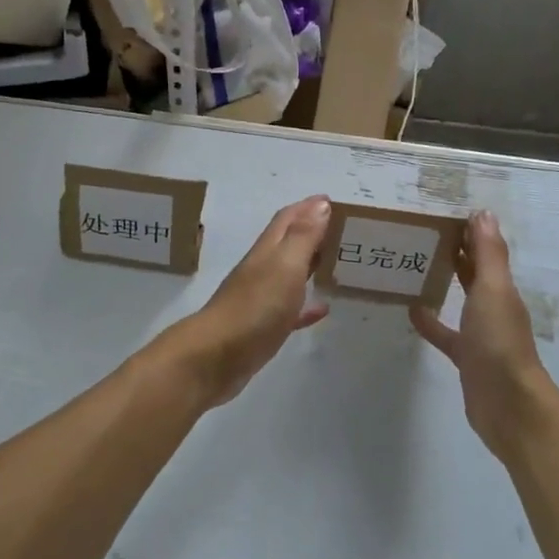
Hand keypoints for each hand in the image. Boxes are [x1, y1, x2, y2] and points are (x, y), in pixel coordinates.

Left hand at [158, 196, 331, 409]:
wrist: (216, 358)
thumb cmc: (255, 306)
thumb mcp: (285, 265)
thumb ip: (303, 236)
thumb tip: (320, 204)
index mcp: (268, 250)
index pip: (288, 219)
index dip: (309, 207)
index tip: (332, 201)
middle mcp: (263, 269)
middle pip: (289, 243)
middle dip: (313, 232)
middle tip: (342, 230)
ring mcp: (261, 299)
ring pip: (290, 275)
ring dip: (311, 265)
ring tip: (337, 264)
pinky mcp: (263, 328)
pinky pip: (290, 310)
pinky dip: (306, 305)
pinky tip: (322, 309)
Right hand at [410, 211, 556, 459]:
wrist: (508, 406)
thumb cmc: (499, 341)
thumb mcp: (493, 290)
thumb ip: (489, 253)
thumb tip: (483, 212)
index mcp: (501, 288)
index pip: (485, 250)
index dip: (469, 231)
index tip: (441, 212)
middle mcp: (493, 306)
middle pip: (473, 271)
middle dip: (455, 251)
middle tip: (421, 232)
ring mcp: (480, 333)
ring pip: (460, 299)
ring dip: (444, 282)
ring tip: (413, 265)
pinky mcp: (466, 357)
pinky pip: (446, 333)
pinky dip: (431, 322)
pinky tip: (412, 311)